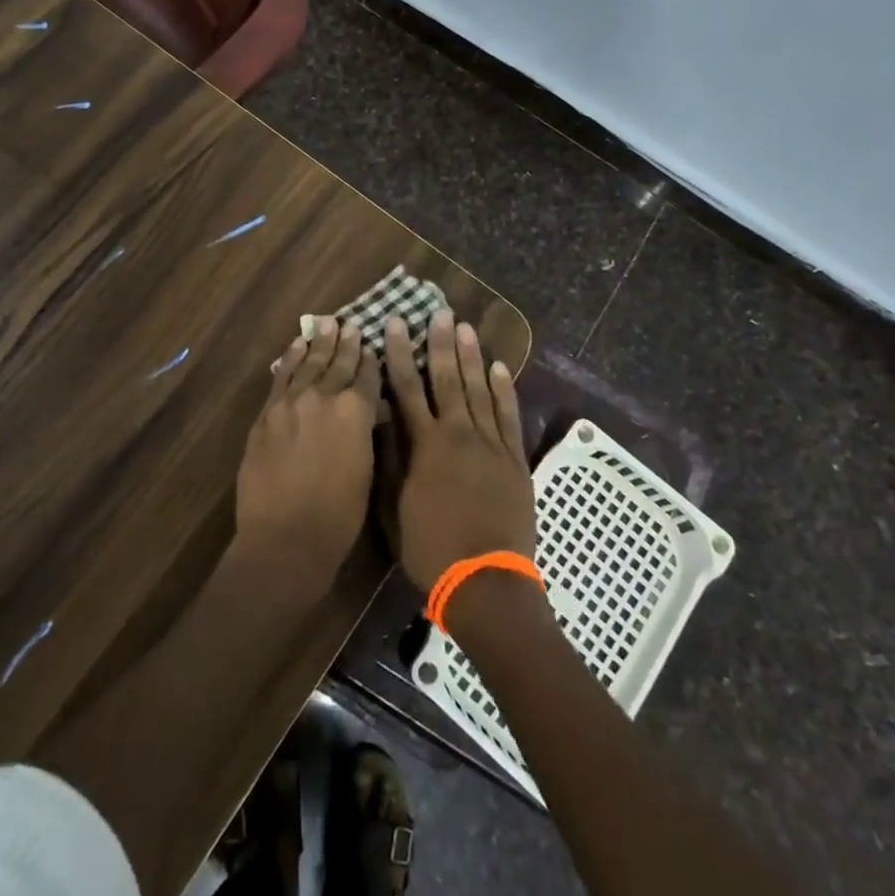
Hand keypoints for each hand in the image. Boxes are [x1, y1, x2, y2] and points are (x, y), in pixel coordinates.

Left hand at [233, 318, 379, 599]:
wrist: (284, 537)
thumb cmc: (337, 516)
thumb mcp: (365, 470)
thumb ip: (364, 432)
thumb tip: (368, 412)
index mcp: (356, 411)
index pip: (367, 376)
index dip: (371, 360)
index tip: (372, 344)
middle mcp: (324, 396)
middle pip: (338, 363)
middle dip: (346, 344)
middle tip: (351, 324)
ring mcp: (291, 401)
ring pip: (309, 363)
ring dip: (319, 342)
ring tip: (326, 323)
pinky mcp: (267, 412)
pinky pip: (282, 376)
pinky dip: (291, 358)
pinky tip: (296, 345)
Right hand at [385, 310, 536, 591]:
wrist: (486, 583)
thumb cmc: (431, 549)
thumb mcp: (393, 509)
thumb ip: (388, 461)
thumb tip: (380, 419)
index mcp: (424, 445)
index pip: (407, 388)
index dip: (398, 353)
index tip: (394, 324)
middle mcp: (458, 434)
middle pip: (447, 379)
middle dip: (440, 343)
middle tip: (439, 312)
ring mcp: (490, 444)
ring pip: (479, 389)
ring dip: (471, 357)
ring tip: (466, 328)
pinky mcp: (514, 459)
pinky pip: (509, 415)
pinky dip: (504, 390)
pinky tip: (500, 368)